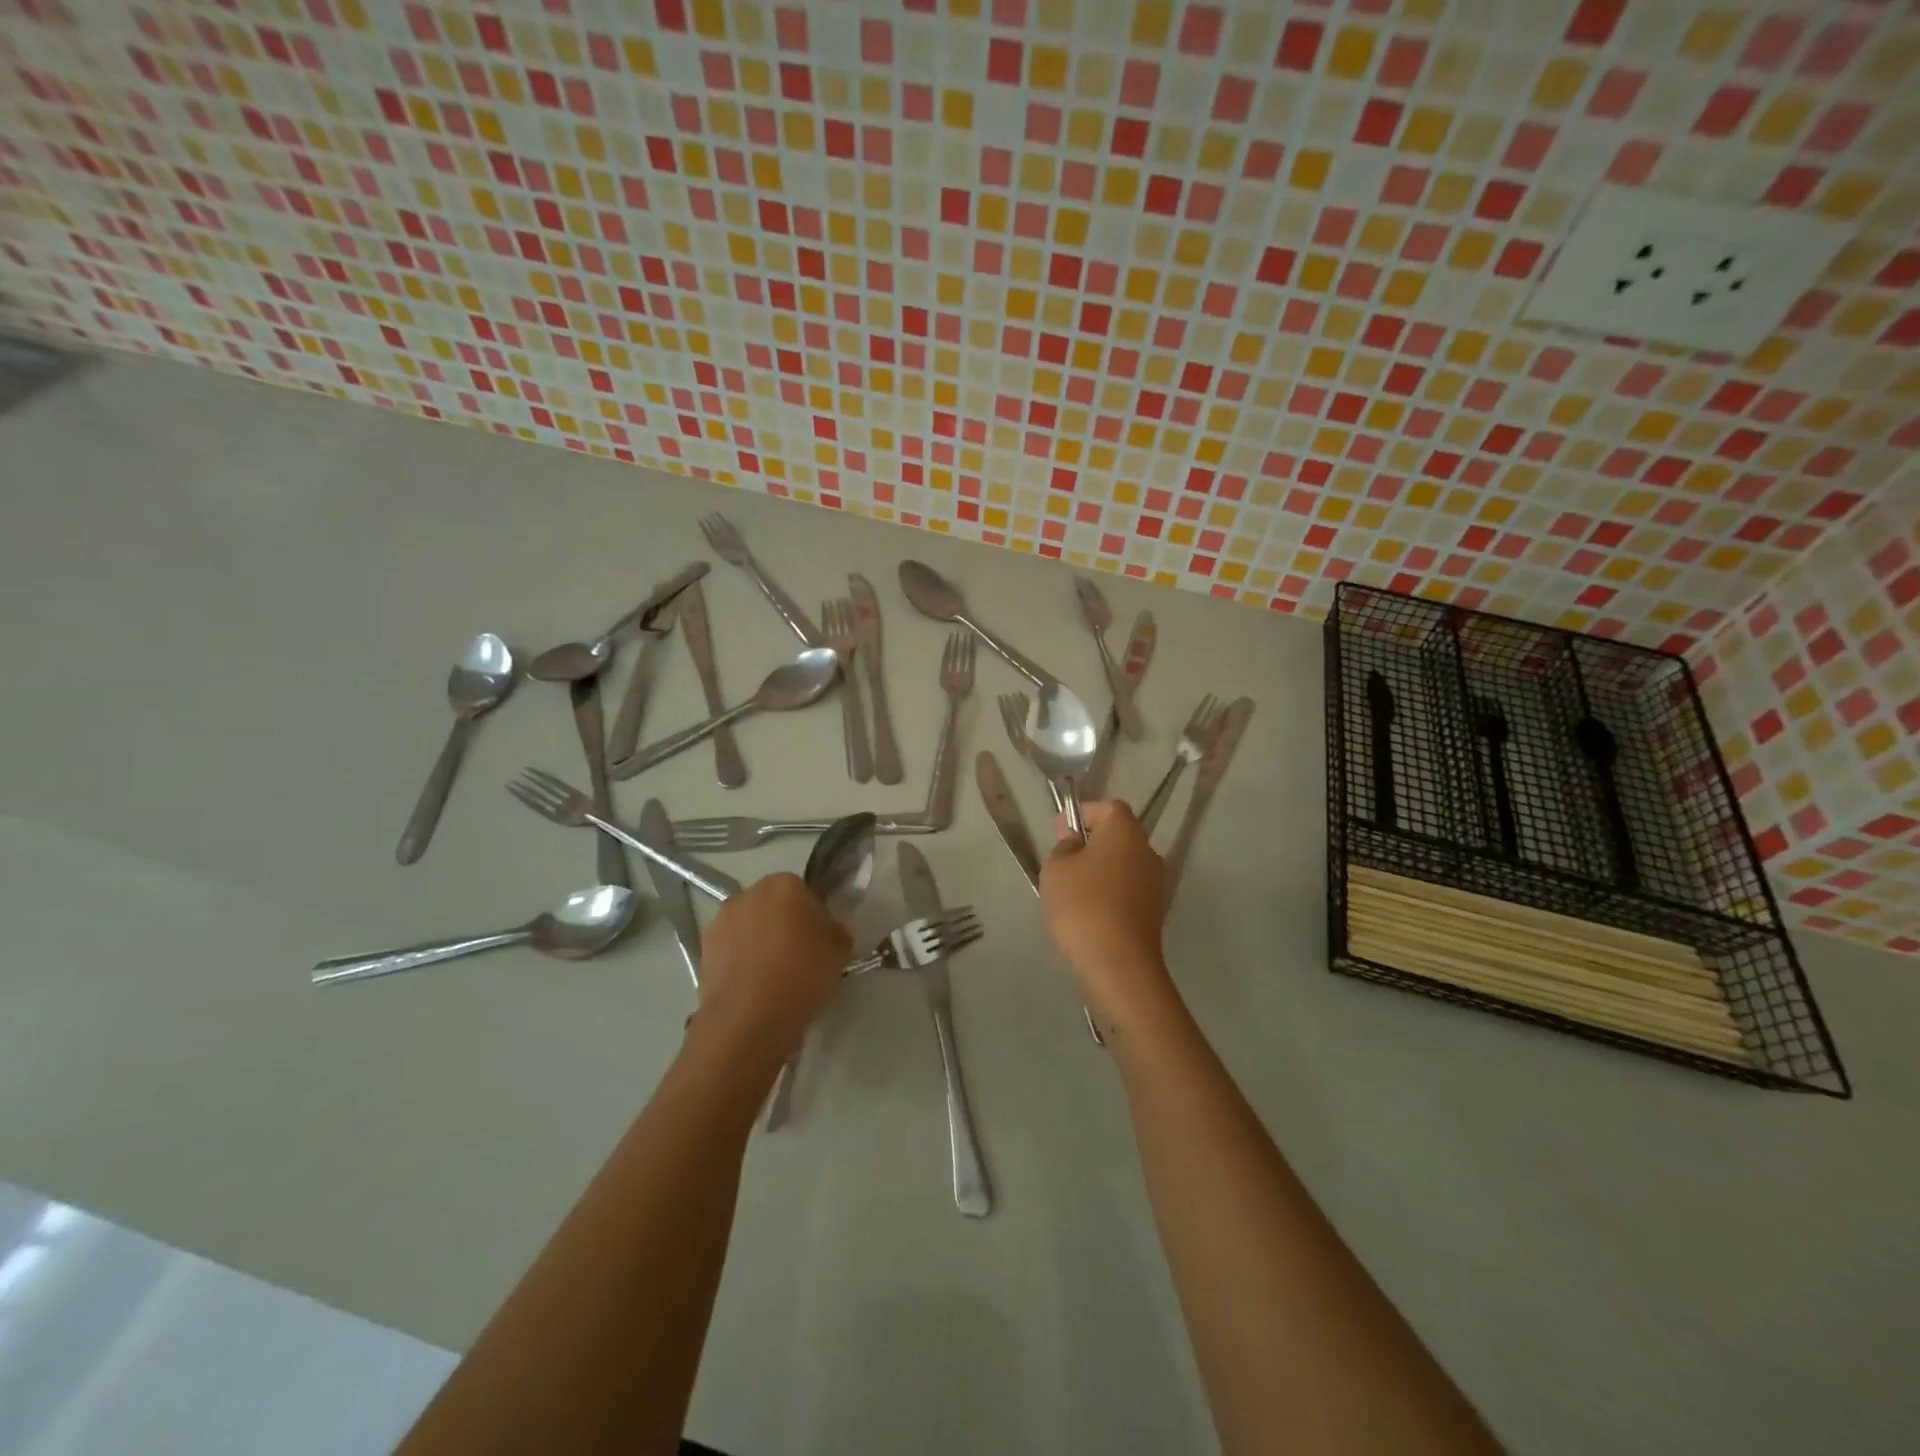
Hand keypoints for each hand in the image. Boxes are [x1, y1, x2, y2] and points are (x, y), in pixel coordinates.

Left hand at [696, 874, 850, 1055]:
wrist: (750, 1017)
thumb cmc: (802, 973)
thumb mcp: (841, 948)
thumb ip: (833, 929)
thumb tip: (824, 930)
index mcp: (784, 884)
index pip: (803, 891)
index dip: (812, 915)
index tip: (818, 940)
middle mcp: (748, 893)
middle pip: (772, 905)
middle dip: (782, 924)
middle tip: (797, 956)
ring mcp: (721, 920)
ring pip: (748, 926)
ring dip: (758, 942)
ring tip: (771, 976)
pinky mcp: (704, 949)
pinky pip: (730, 949)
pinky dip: (739, 961)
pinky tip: (751, 987)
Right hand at [1039, 801, 1175, 1026]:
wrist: (1118, 961)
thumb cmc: (1082, 904)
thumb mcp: (1056, 869)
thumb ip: (1063, 846)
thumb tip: (1073, 838)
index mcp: (1125, 830)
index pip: (1107, 807)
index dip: (1083, 815)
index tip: (1061, 833)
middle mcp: (1147, 849)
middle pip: (1119, 835)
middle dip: (1092, 843)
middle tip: (1064, 862)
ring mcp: (1156, 880)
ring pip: (1124, 863)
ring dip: (1103, 870)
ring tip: (1075, 891)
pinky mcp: (1156, 908)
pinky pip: (1129, 888)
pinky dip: (1112, 892)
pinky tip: (1092, 912)